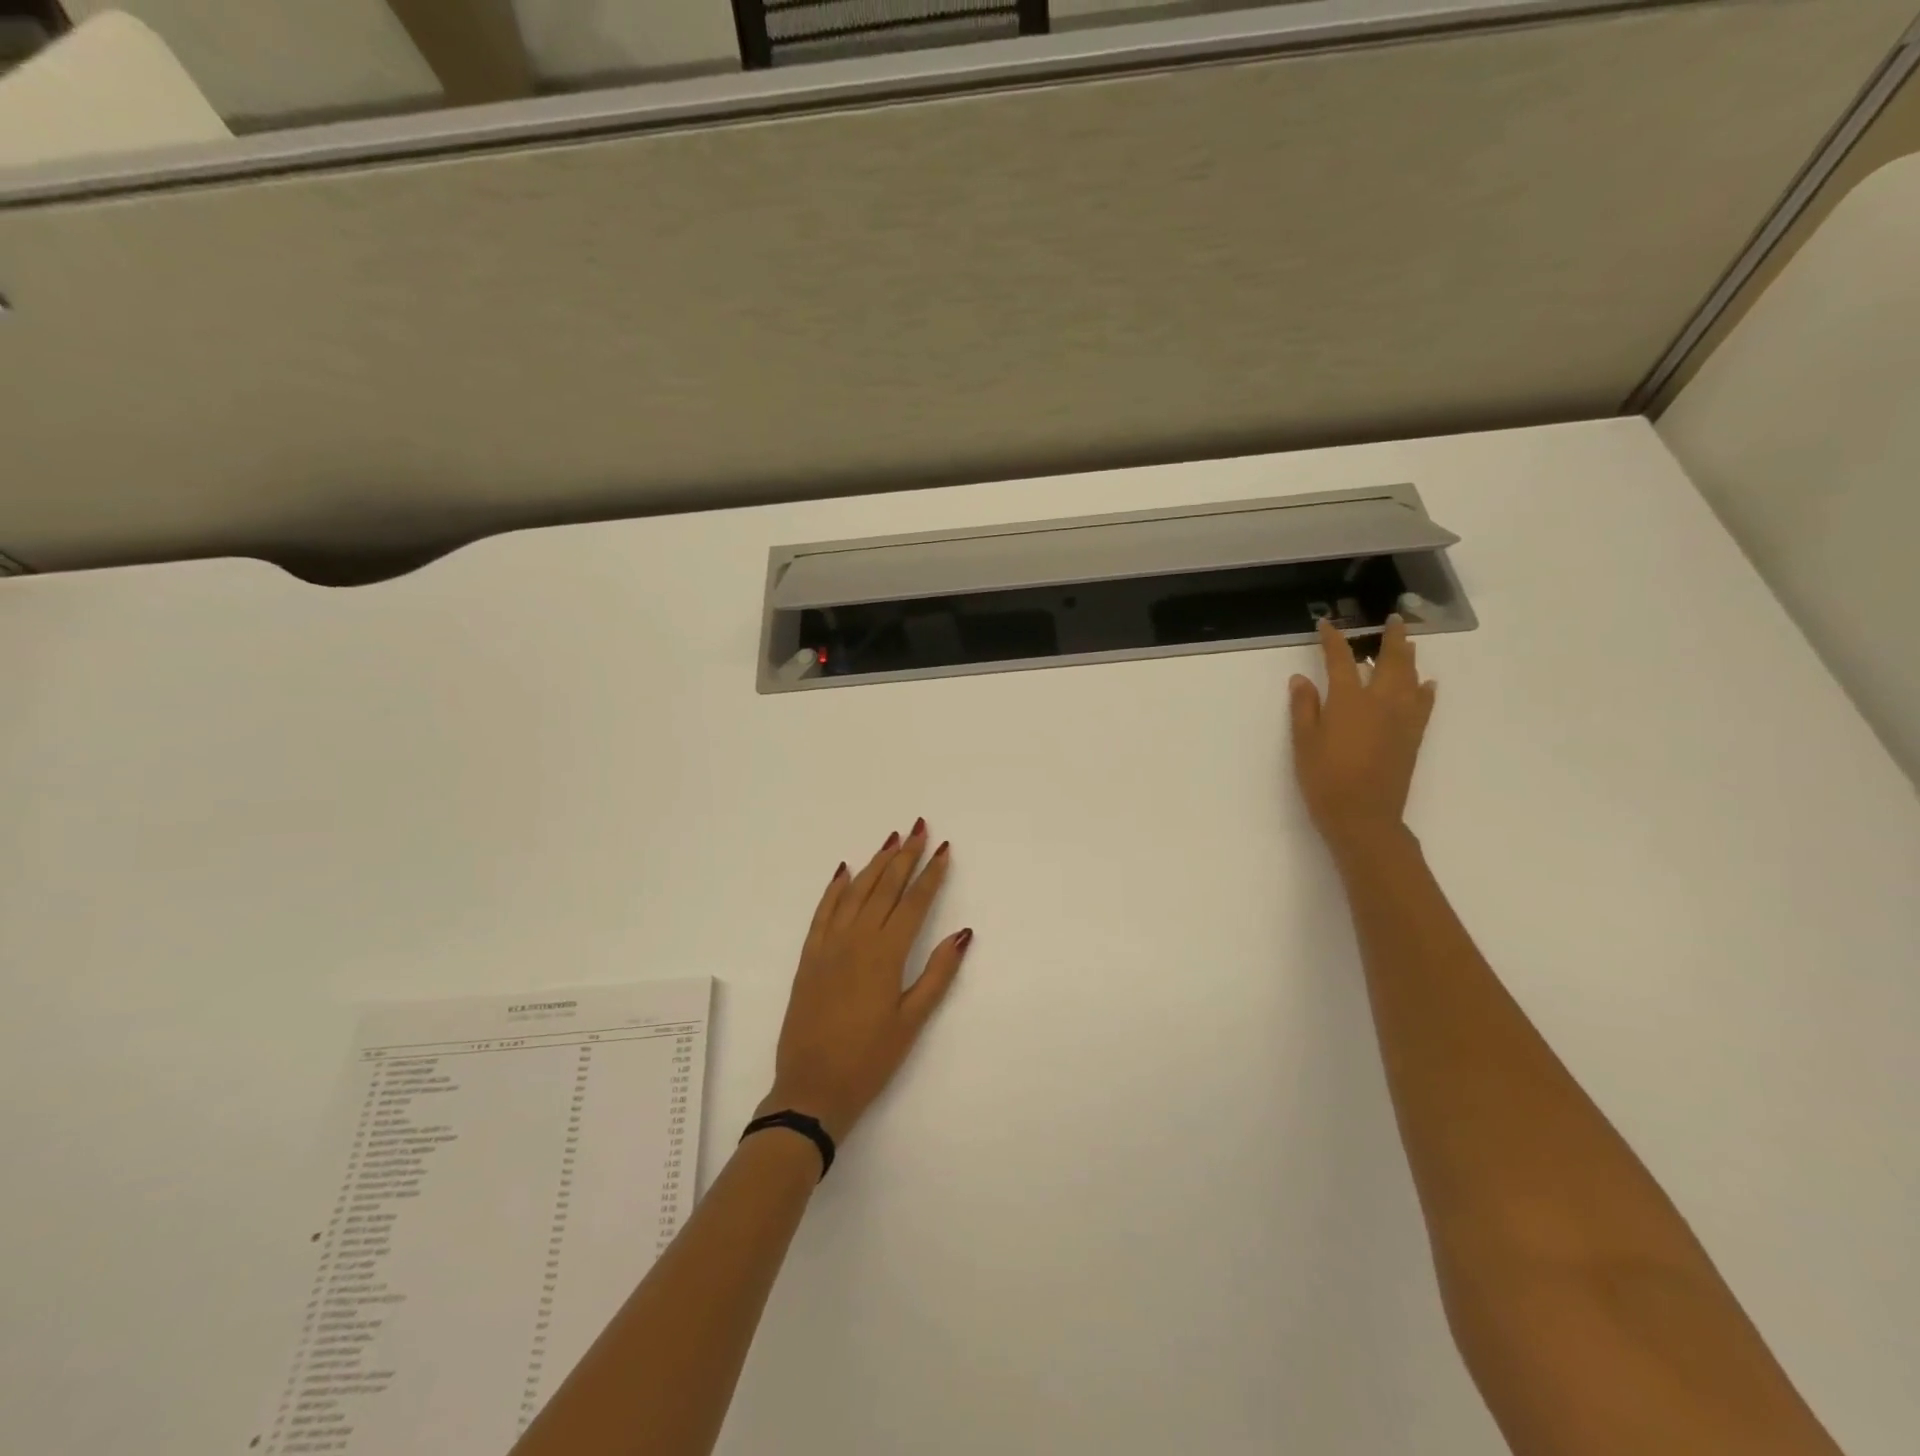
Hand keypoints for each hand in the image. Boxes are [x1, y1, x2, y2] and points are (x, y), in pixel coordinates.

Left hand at [759, 821, 971, 1143]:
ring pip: (855, 893)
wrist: (811, 1089)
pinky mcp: (809, 958)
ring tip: (891, 840)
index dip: (930, 874)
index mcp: (886, 955)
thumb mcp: (912, 1021)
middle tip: (919, 829)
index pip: (914, 903)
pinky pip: (822, 913)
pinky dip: (834, 889)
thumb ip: (938, 974)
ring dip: (874, 864)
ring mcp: (829, 946)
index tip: (942, 849)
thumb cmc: (870, 1060)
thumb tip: (963, 933)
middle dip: (905, 857)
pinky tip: (844, 872)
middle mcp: (857, 940)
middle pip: (885, 888)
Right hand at [1289, 616, 1436, 852]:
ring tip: (1408, 642)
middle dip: (1390, 638)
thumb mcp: (1303, 743)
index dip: (1332, 640)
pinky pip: (1423, 705)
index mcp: (1348, 700)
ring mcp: (1402, 719)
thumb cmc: (1325, 779)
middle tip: (1394, 619)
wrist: (1364, 816)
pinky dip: (1424, 690)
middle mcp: (1380, 702)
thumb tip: (1301, 678)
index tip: (1326, 625)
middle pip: (1390, 661)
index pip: (1340, 660)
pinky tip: (1426, 684)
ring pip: (1410, 678)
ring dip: (1409, 657)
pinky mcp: (1412, 737)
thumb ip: (1304, 708)